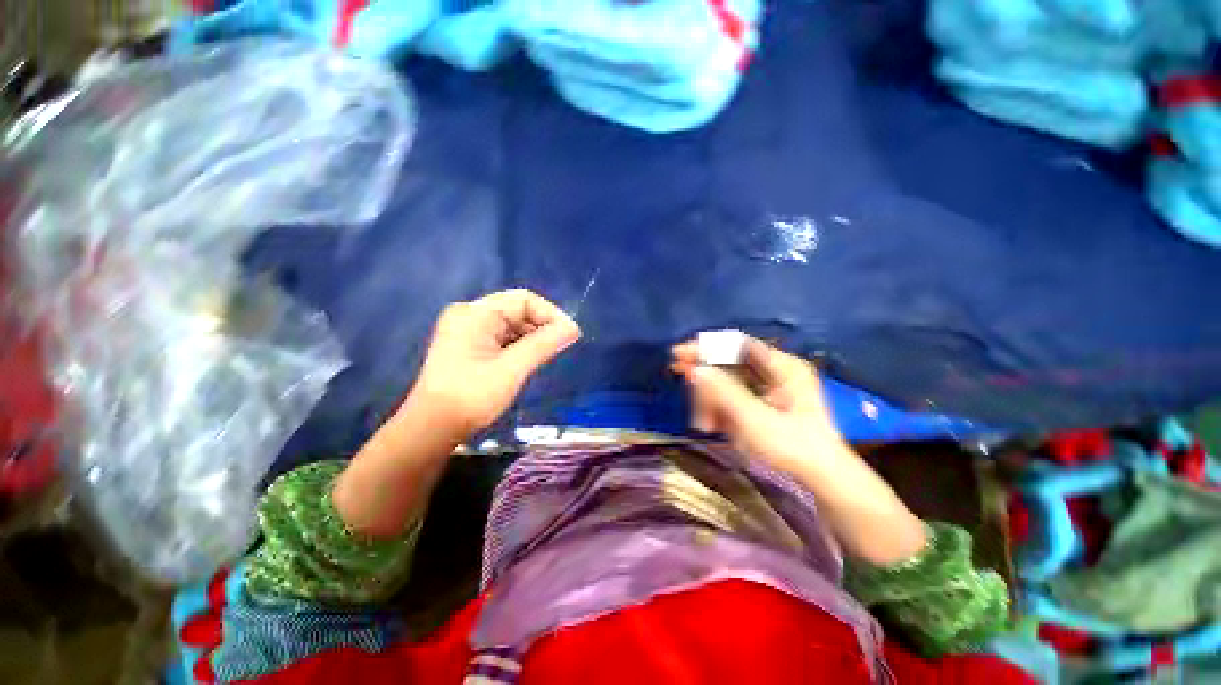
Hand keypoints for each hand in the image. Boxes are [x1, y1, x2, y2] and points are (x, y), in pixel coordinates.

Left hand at [409, 289, 580, 436]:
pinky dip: (519, 346)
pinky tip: (528, 360)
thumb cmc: (472, 396)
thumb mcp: (513, 368)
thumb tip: (573, 328)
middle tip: (562, 347)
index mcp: (475, 313)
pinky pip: (501, 337)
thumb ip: (544, 344)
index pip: (524, 299)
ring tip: (548, 355)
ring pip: (511, 325)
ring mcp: (466, 330)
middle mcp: (469, 315)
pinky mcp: (467, 346)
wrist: (431, 429)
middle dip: (542, 326)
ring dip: (532, 337)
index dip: (551, 314)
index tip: (571, 335)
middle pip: (517, 310)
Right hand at [672, 337, 927, 563]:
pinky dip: (719, 409)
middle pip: (728, 364)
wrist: (824, 480)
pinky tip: (713, 425)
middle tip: (686, 392)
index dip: (705, 347)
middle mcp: (775, 370)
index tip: (678, 355)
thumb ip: (723, 392)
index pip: (736, 345)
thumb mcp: (754, 419)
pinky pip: (732, 397)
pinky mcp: (763, 403)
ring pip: (727, 383)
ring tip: (705, 425)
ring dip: (711, 401)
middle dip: (707, 383)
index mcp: (782, 365)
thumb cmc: (793, 447)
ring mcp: (769, 387)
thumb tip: (695, 369)